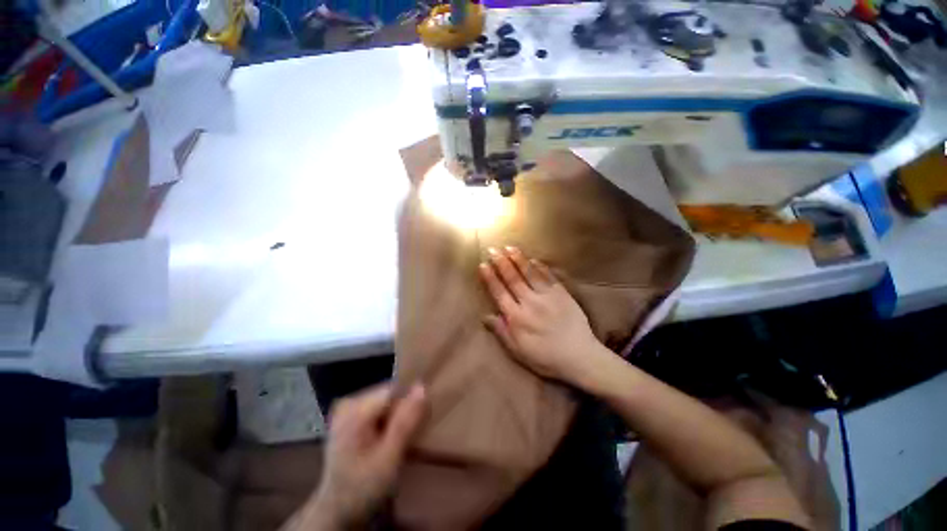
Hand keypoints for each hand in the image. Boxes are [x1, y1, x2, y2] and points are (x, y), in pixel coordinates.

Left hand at [304, 384, 425, 528]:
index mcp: (354, 411)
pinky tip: (386, 438)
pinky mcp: (349, 417)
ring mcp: (347, 409)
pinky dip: (387, 420)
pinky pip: (378, 407)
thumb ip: (405, 422)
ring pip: (386, 400)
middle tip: (405, 438)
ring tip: (396, 440)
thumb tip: (422, 387)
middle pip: (389, 394)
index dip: (409, 404)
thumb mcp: (389, 458)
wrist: (337, 511)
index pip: (394, 390)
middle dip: (402, 411)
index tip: (416, 425)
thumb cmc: (363, 488)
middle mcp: (349, 403)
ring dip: (396, 416)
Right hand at [478, 246, 604, 383]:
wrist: (579, 357)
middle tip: (493, 249)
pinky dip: (540, 266)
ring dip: (518, 259)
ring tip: (509, 247)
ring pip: (529, 273)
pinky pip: (549, 276)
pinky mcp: (562, 294)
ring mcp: (547, 296)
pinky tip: (533, 259)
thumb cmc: (545, 357)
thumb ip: (501, 332)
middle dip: (501, 263)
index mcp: (517, 317)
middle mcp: (530, 302)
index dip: (490, 278)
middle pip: (513, 279)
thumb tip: (485, 316)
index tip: (483, 265)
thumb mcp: (518, 351)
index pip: (499, 293)